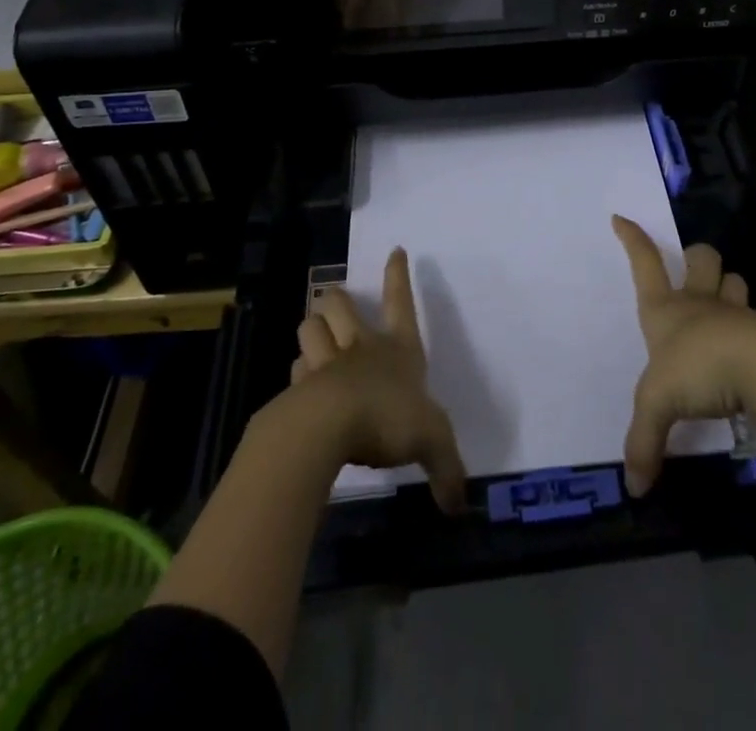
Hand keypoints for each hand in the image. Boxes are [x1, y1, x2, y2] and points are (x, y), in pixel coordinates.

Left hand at [279, 246, 466, 512]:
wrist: (330, 427)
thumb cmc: (388, 418)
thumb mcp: (432, 441)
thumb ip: (447, 470)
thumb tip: (460, 506)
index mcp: (398, 348)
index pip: (400, 301)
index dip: (398, 275)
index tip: (395, 250)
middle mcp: (361, 347)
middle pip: (340, 304)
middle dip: (337, 300)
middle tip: (336, 306)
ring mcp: (327, 363)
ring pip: (310, 326)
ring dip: (312, 329)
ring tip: (315, 338)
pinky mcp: (300, 386)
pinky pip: (295, 368)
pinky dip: (299, 372)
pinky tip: (302, 386)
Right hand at [613, 214, 755, 496]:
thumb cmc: (701, 371)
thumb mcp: (659, 406)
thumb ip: (644, 444)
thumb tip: (634, 488)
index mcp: (667, 311)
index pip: (644, 264)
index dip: (633, 240)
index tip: (622, 217)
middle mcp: (700, 304)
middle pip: (699, 258)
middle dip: (696, 255)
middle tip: (693, 267)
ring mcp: (737, 314)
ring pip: (734, 281)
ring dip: (730, 286)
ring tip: (727, 305)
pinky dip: (755, 330)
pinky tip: (752, 355)